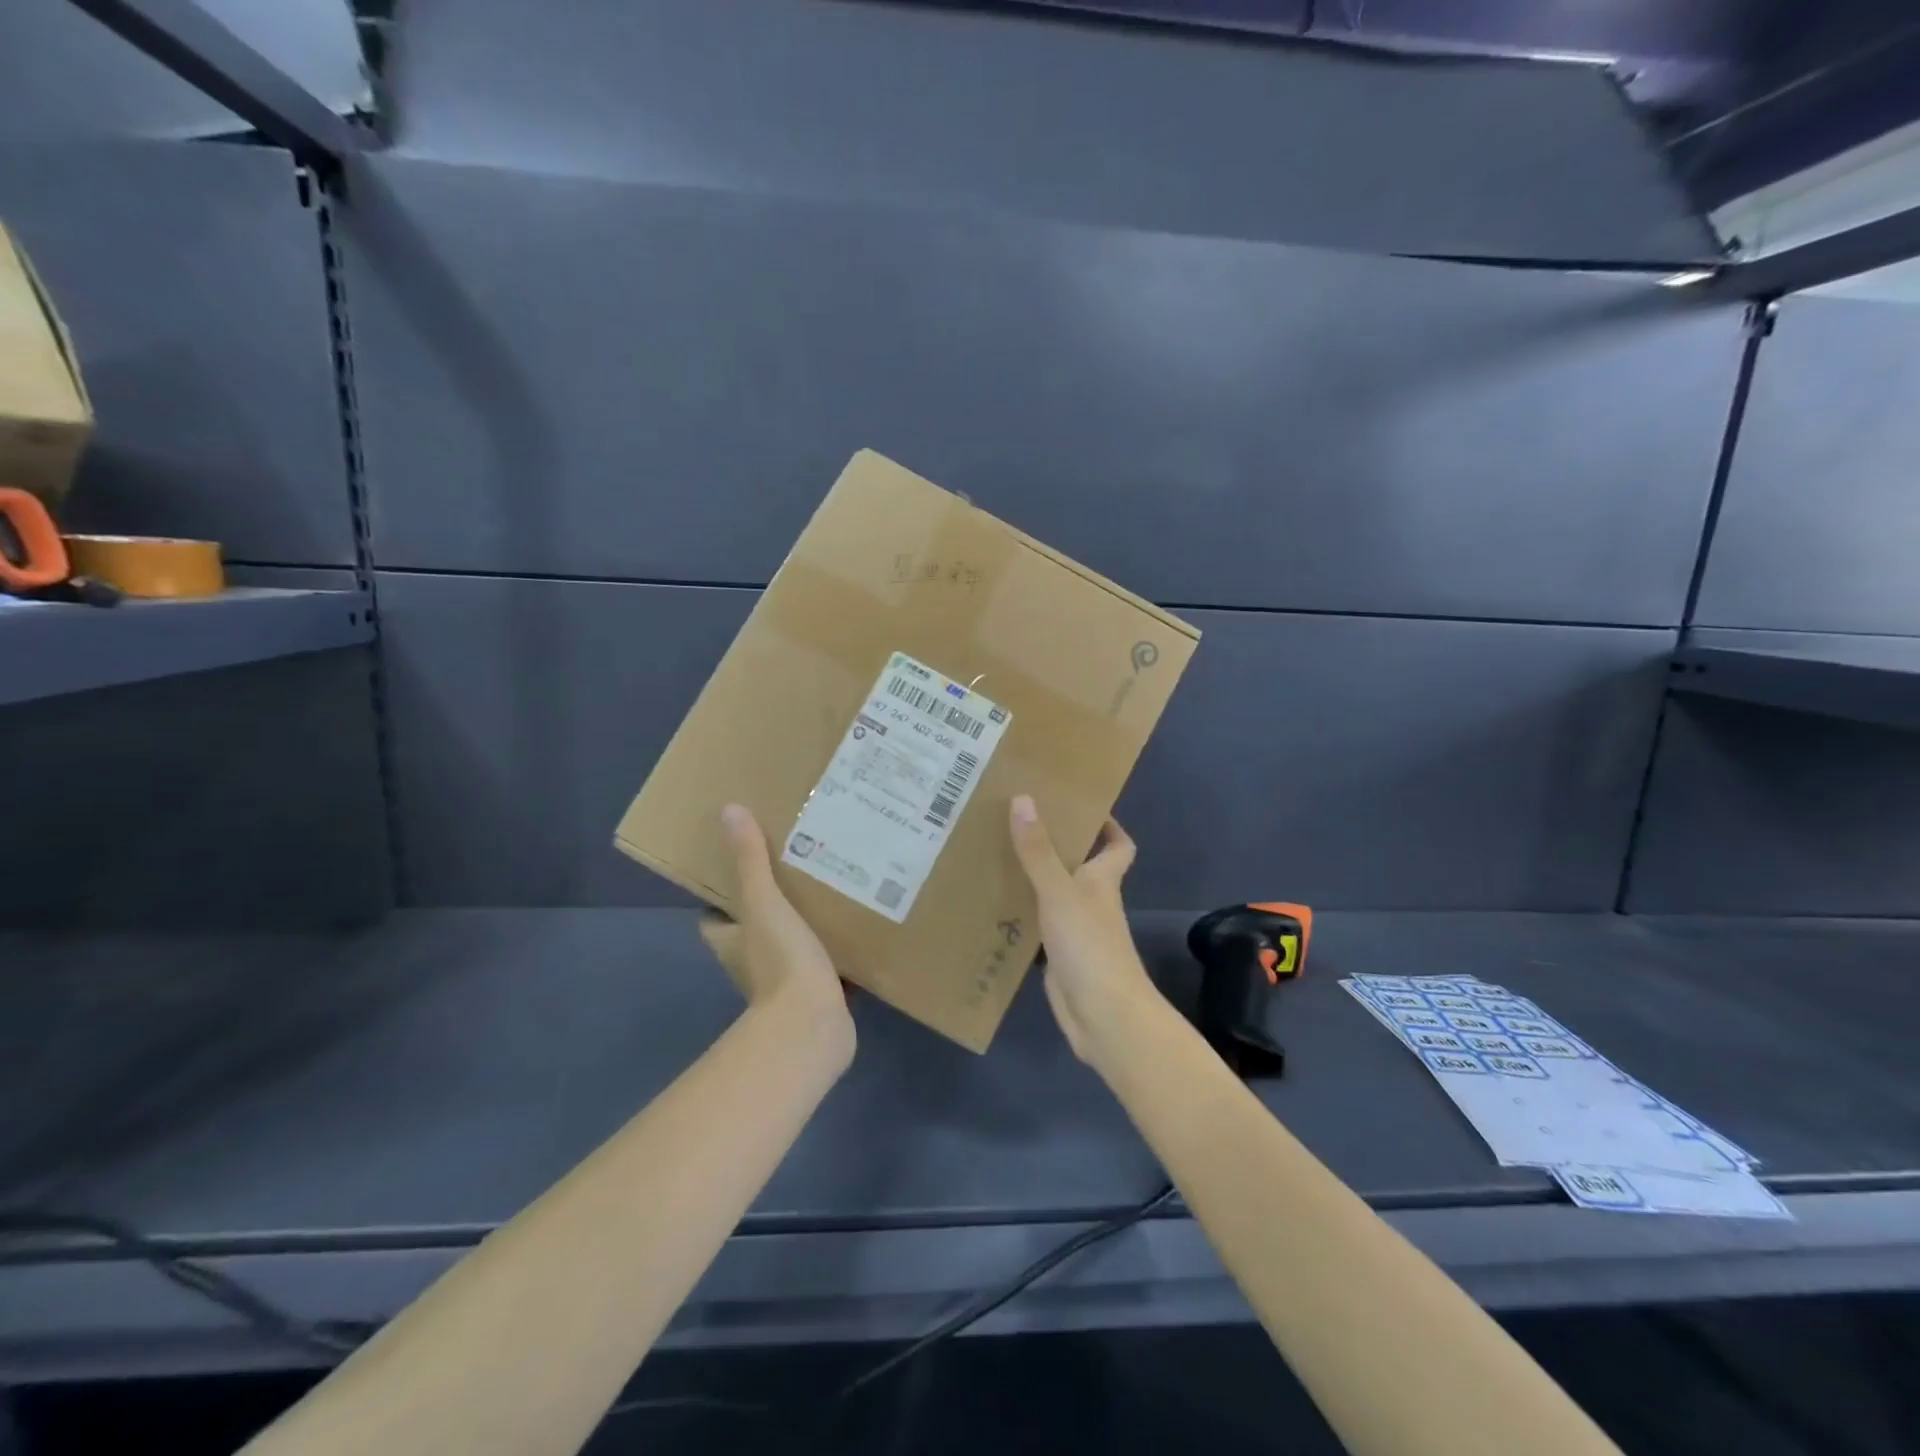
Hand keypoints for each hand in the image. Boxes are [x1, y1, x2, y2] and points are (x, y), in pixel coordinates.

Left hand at [698, 805, 855, 1066]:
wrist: (813, 1026)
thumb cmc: (781, 961)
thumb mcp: (765, 903)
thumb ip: (749, 861)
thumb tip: (729, 811)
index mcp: (733, 943)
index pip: (715, 919)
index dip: (721, 899)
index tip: (741, 868)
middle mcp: (752, 964)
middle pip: (755, 930)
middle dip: (772, 906)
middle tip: (798, 869)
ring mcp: (785, 983)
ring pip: (791, 946)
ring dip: (806, 927)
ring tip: (832, 890)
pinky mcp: (817, 995)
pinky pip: (825, 965)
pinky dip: (836, 951)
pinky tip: (859, 927)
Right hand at [1007, 795, 1159, 1062]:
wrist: (1103, 1016)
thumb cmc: (1090, 945)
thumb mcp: (1060, 891)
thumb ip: (1039, 850)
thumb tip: (1023, 799)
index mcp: (1103, 879)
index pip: (1117, 845)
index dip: (1106, 825)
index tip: (1077, 804)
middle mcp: (1092, 900)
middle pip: (1079, 865)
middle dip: (1055, 844)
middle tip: (1016, 820)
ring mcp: (1075, 930)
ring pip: (1053, 894)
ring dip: (1031, 877)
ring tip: (994, 852)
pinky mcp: (1057, 956)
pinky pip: (1036, 925)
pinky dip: (1019, 914)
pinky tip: (990, 903)